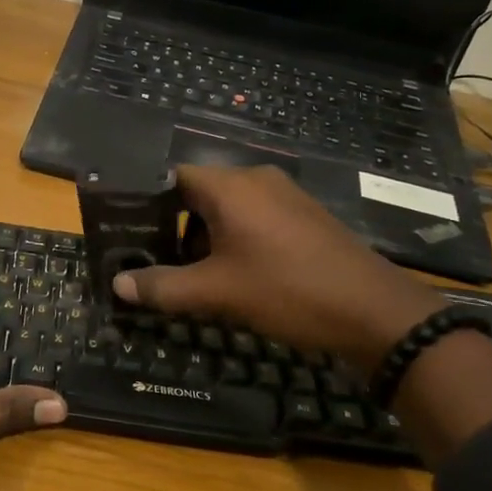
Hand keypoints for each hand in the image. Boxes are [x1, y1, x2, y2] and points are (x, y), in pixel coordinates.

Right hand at [112, 165, 446, 369]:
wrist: (374, 312)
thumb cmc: (286, 291)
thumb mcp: (216, 293)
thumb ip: (163, 287)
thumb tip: (117, 285)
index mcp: (230, 186)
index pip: (173, 178)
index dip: (148, 205)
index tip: (130, 234)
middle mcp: (257, 179)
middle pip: (200, 195)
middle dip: (176, 229)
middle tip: (158, 263)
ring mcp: (286, 196)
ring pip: (229, 209)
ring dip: (207, 239)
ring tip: (195, 277)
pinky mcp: (305, 216)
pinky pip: (256, 219)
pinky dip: (237, 240)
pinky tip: (238, 276)